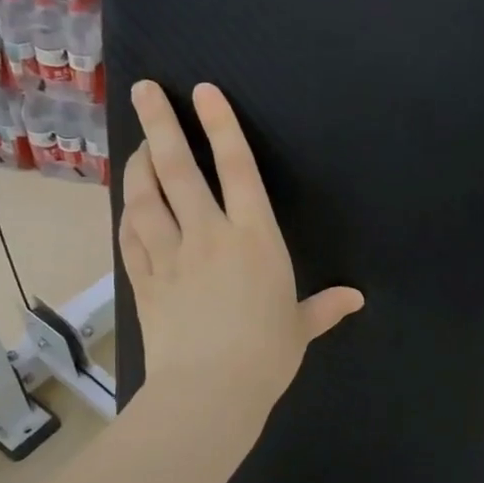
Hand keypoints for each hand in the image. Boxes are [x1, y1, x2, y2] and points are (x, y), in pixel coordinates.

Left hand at [120, 80, 363, 435]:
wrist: (209, 391)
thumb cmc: (265, 356)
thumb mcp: (299, 328)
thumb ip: (324, 307)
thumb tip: (356, 299)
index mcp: (254, 238)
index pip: (237, 168)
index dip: (220, 125)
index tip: (203, 92)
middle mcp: (209, 234)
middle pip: (178, 168)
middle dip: (160, 124)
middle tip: (144, 90)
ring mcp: (170, 255)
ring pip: (146, 197)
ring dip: (137, 166)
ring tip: (135, 145)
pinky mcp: (144, 280)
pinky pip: (130, 237)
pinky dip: (127, 215)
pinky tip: (128, 204)